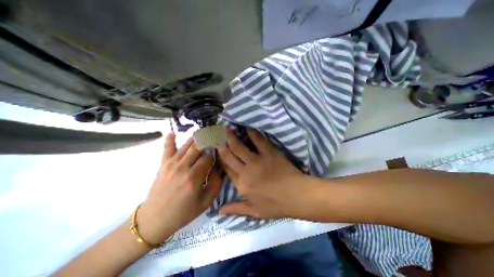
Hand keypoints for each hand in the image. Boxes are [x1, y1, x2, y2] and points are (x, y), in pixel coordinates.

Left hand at [137, 133, 220, 242]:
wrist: (155, 220)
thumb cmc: (183, 212)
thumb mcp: (206, 202)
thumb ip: (216, 183)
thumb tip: (220, 167)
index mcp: (194, 177)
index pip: (209, 157)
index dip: (216, 153)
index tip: (220, 150)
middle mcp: (183, 167)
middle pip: (199, 147)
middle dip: (208, 140)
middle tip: (215, 135)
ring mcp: (171, 164)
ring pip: (187, 145)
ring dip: (196, 138)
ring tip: (204, 133)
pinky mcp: (163, 164)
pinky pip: (167, 148)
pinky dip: (170, 139)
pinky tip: (173, 132)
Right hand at [218, 129, 309, 218]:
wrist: (297, 196)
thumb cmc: (276, 205)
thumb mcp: (255, 212)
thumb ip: (236, 209)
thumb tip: (218, 211)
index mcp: (242, 185)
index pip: (226, 169)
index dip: (220, 159)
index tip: (216, 150)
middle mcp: (246, 172)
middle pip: (229, 156)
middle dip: (221, 145)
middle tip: (217, 135)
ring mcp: (257, 161)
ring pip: (239, 147)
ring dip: (232, 137)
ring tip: (227, 129)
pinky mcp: (269, 153)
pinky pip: (258, 141)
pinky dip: (252, 134)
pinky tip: (247, 128)